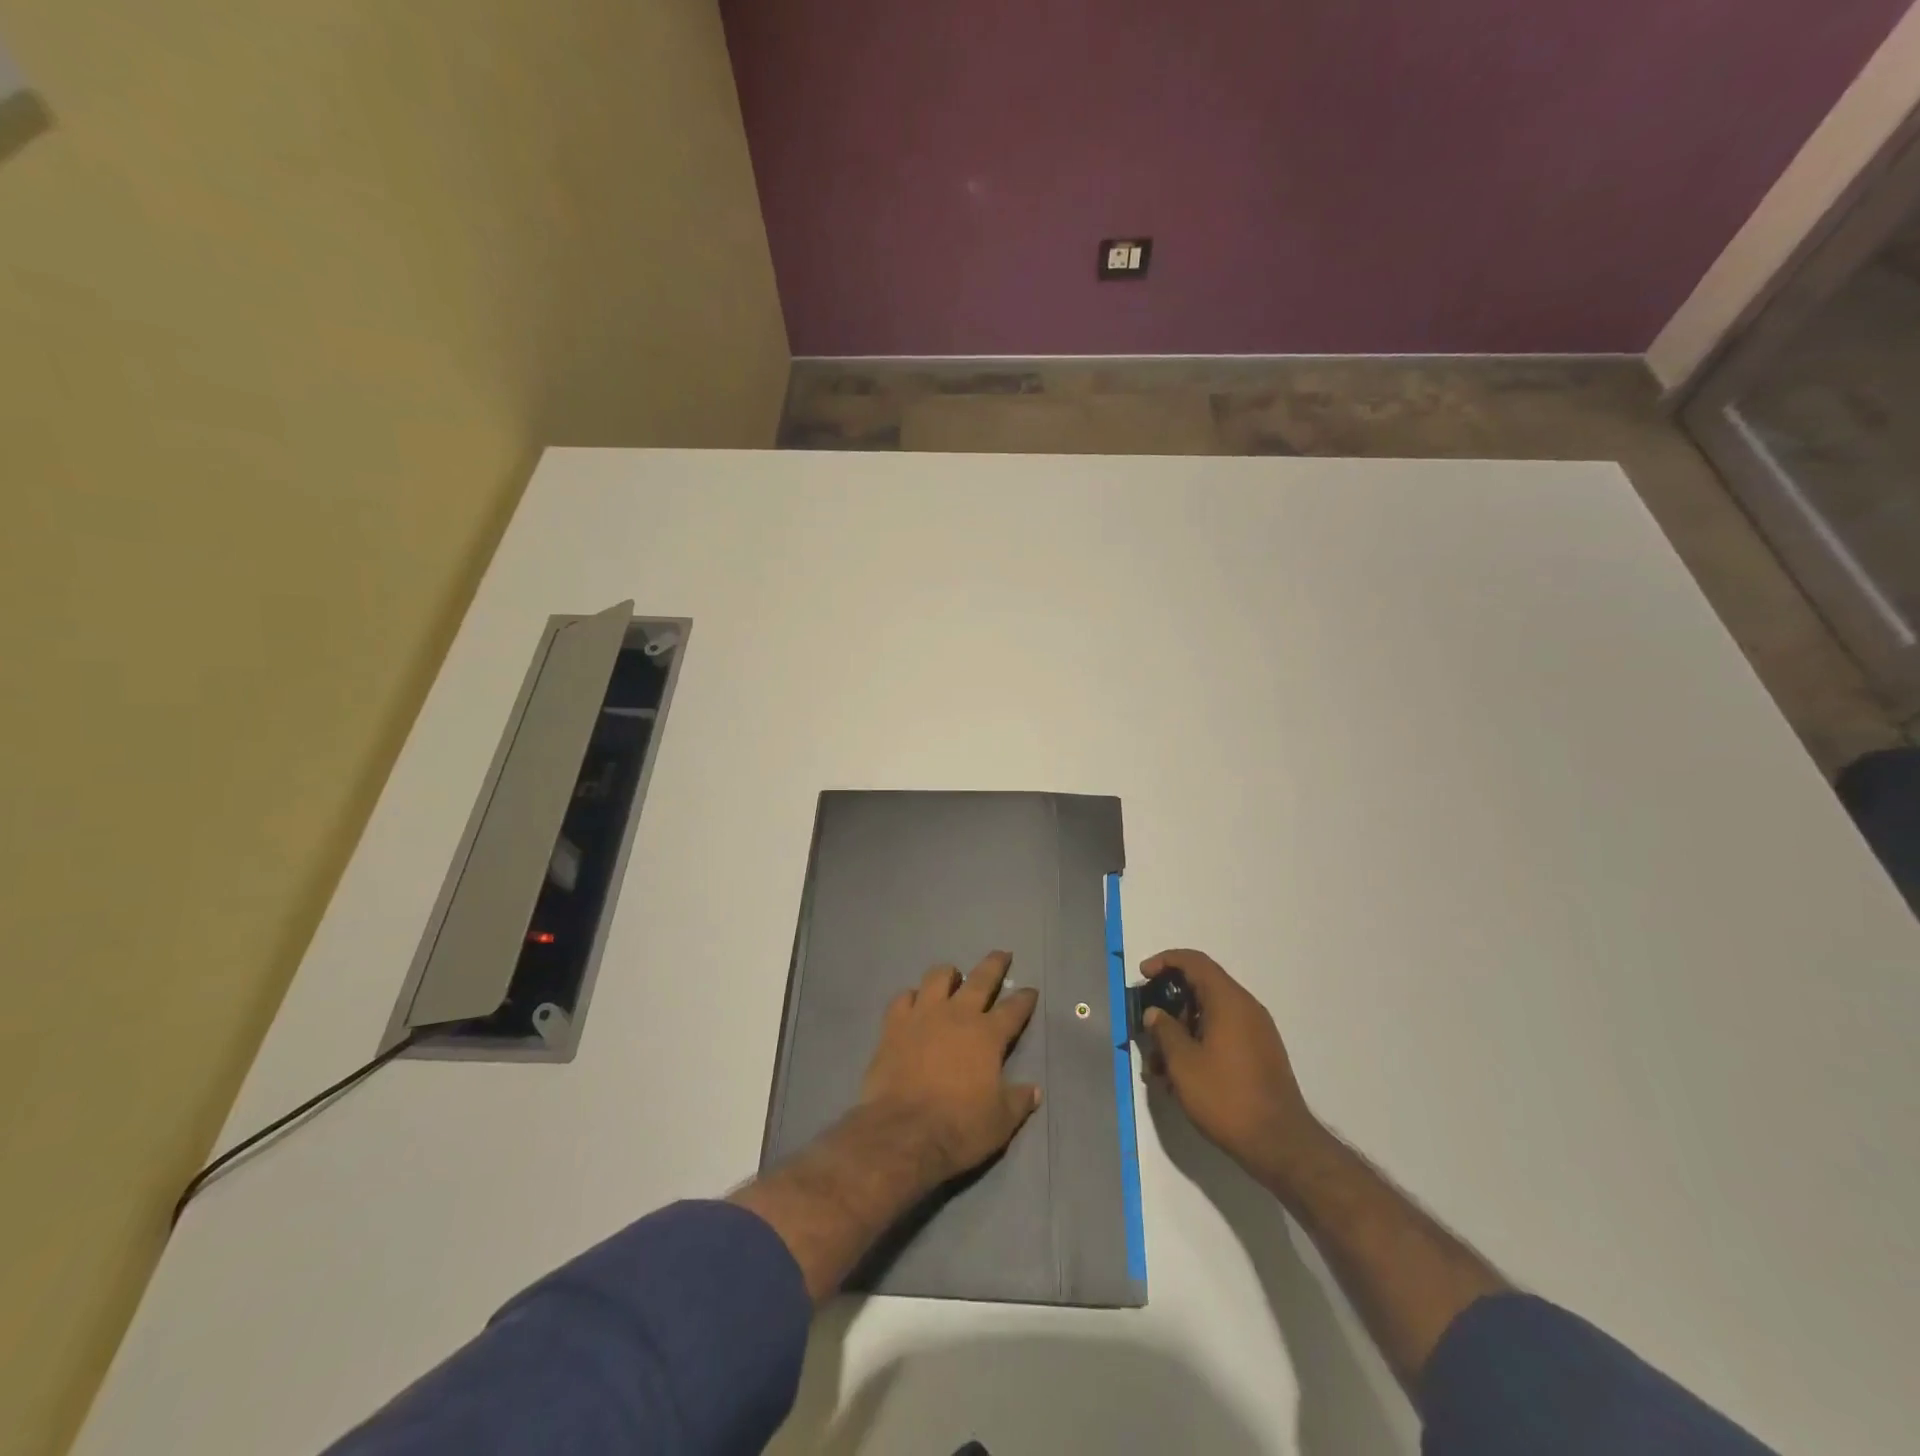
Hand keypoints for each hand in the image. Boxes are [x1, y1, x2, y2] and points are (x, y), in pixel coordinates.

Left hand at [858, 951, 1041, 1184]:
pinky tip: (914, 1001)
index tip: (1030, 990)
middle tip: (1002, 954)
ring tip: (953, 976)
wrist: (903, 1132)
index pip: (1014, 1009)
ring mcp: (923, 1015)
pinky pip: (903, 998)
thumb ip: (1018, 1101)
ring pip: (937, 977)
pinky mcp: (894, 1025)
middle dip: (995, 964)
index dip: (1025, 998)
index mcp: (988, 1035)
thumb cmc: (959, 1127)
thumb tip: (1034, 1090)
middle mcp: (958, 1015)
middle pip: (980, 979)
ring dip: (949, 974)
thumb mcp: (1000, 1122)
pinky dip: (911, 996)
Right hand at [1140, 948, 1325, 1184]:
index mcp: (1229, 1001)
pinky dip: (1198, 1045)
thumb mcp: (1183, 1063)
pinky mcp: (1259, 1056)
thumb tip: (1155, 1013)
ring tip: (1158, 1066)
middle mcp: (1246, 1009)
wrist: (1281, 1145)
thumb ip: (1164, 1030)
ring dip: (1180, 1033)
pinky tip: (1180, 1078)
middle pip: (1201, 989)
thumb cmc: (1227, 1097)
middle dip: (1169, 1006)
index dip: (1165, 961)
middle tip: (1146, 1028)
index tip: (1143, 976)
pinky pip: (1222, 1036)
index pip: (1194, 962)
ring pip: (1209, 1017)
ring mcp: (1256, 1033)